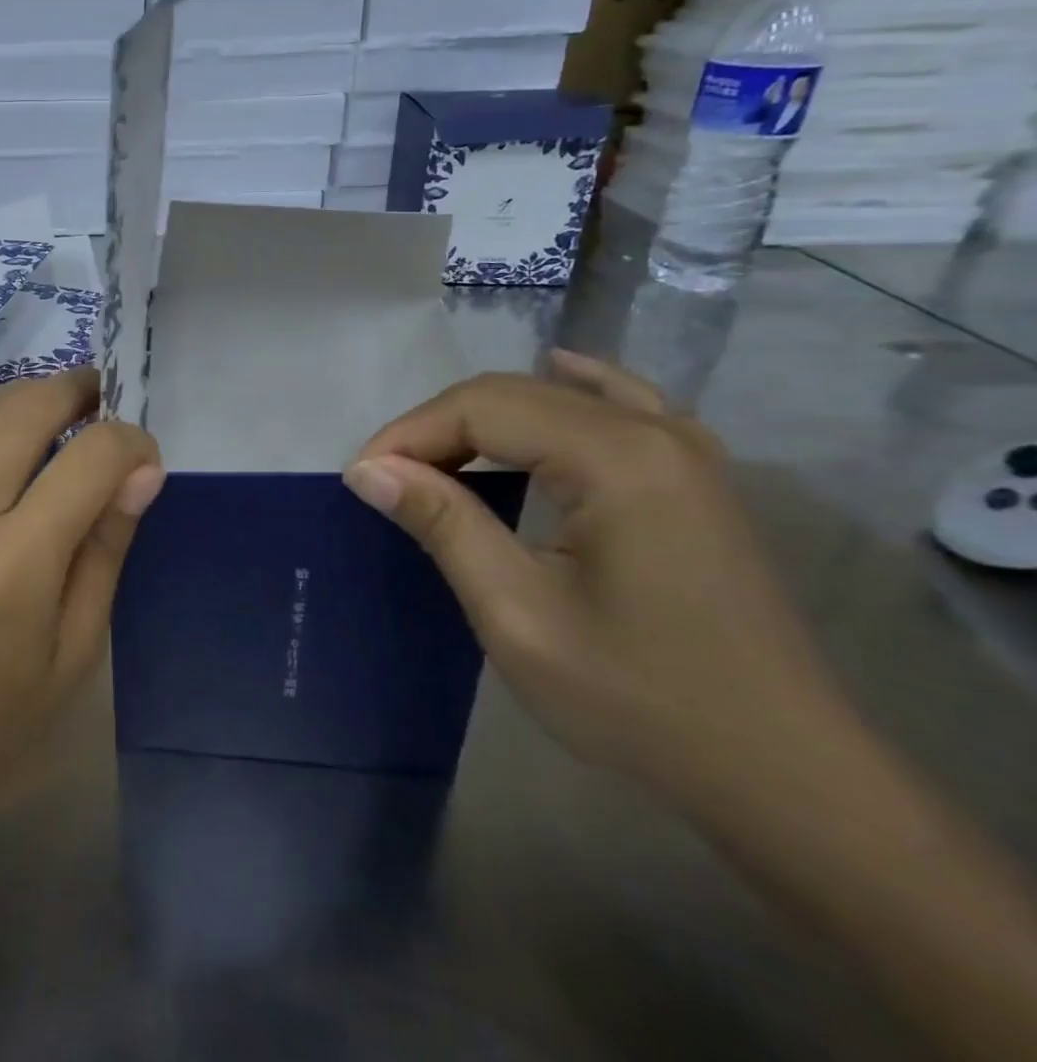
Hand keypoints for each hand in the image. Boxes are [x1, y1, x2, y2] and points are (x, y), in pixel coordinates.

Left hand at [0, 369, 164, 816]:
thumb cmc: (3, 722)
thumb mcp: (80, 645)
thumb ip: (107, 545)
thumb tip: (142, 469)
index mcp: (12, 566)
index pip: (88, 460)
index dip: (130, 444)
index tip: (146, 459)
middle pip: (24, 411)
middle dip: (76, 393)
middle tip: (104, 402)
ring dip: (24, 398)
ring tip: (57, 413)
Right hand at [343, 352, 850, 813]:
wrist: (787, 777)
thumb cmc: (640, 700)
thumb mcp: (518, 615)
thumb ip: (444, 524)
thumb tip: (369, 470)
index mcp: (616, 457)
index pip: (481, 407)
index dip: (409, 434)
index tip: (361, 479)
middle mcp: (654, 432)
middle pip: (514, 394)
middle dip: (438, 428)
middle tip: (387, 479)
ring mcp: (685, 451)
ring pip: (557, 398)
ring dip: (485, 420)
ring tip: (436, 461)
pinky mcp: (694, 478)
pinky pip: (621, 405)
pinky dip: (571, 390)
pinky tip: (558, 371)